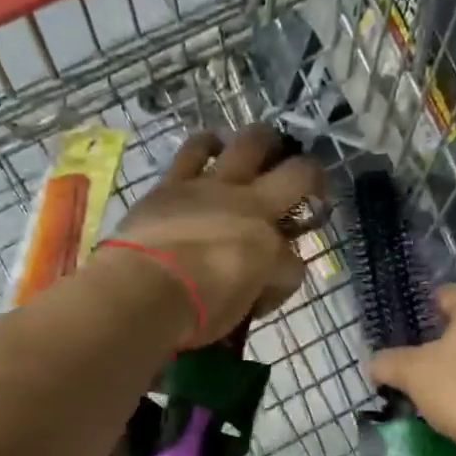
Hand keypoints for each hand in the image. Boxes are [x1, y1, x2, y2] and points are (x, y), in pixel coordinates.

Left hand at [112, 125, 322, 343]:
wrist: (143, 291)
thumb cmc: (195, 313)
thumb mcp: (236, 313)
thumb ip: (252, 292)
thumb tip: (254, 287)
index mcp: (270, 249)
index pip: (294, 264)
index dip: (285, 280)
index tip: (265, 295)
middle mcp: (252, 208)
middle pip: (300, 175)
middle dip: (312, 177)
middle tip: (307, 185)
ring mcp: (213, 187)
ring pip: (252, 143)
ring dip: (265, 142)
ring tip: (265, 148)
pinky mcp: (175, 182)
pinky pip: (195, 149)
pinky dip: (208, 145)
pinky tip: (212, 147)